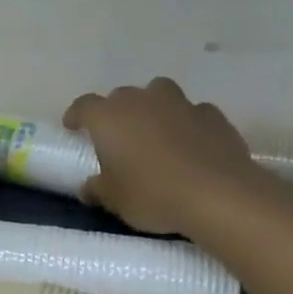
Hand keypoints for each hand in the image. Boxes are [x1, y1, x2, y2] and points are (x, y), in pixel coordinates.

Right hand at [64, 78, 285, 235]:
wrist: (218, 195)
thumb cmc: (153, 194)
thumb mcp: (115, 200)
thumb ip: (98, 189)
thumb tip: (89, 187)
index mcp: (108, 118)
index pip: (84, 106)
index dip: (76, 115)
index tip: (74, 127)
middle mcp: (141, 101)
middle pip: (122, 96)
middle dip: (117, 113)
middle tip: (119, 137)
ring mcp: (180, 104)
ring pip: (159, 93)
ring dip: (154, 108)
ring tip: (156, 132)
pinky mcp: (213, 115)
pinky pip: (193, 112)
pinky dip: (187, 122)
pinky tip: (191, 143)